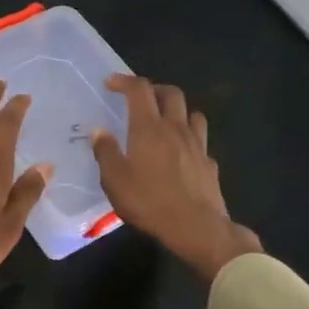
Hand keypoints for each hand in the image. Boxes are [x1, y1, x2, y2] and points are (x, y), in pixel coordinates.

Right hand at [92, 75, 261, 284]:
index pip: (140, 90)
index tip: (112, 84)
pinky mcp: (209, 163)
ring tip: (165, 120)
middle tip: (140, 98)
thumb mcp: (115, 180)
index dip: (125, 81)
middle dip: (154, 89)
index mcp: (149, 128)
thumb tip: (99, 131)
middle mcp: (175, 128)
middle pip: (171, 93)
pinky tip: (182, 152)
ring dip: (177, 109)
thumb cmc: (149, 202)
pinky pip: (200, 140)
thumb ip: (106, 152)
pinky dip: (189, 138)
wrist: (196, 227)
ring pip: (192, 113)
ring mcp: (197, 145)